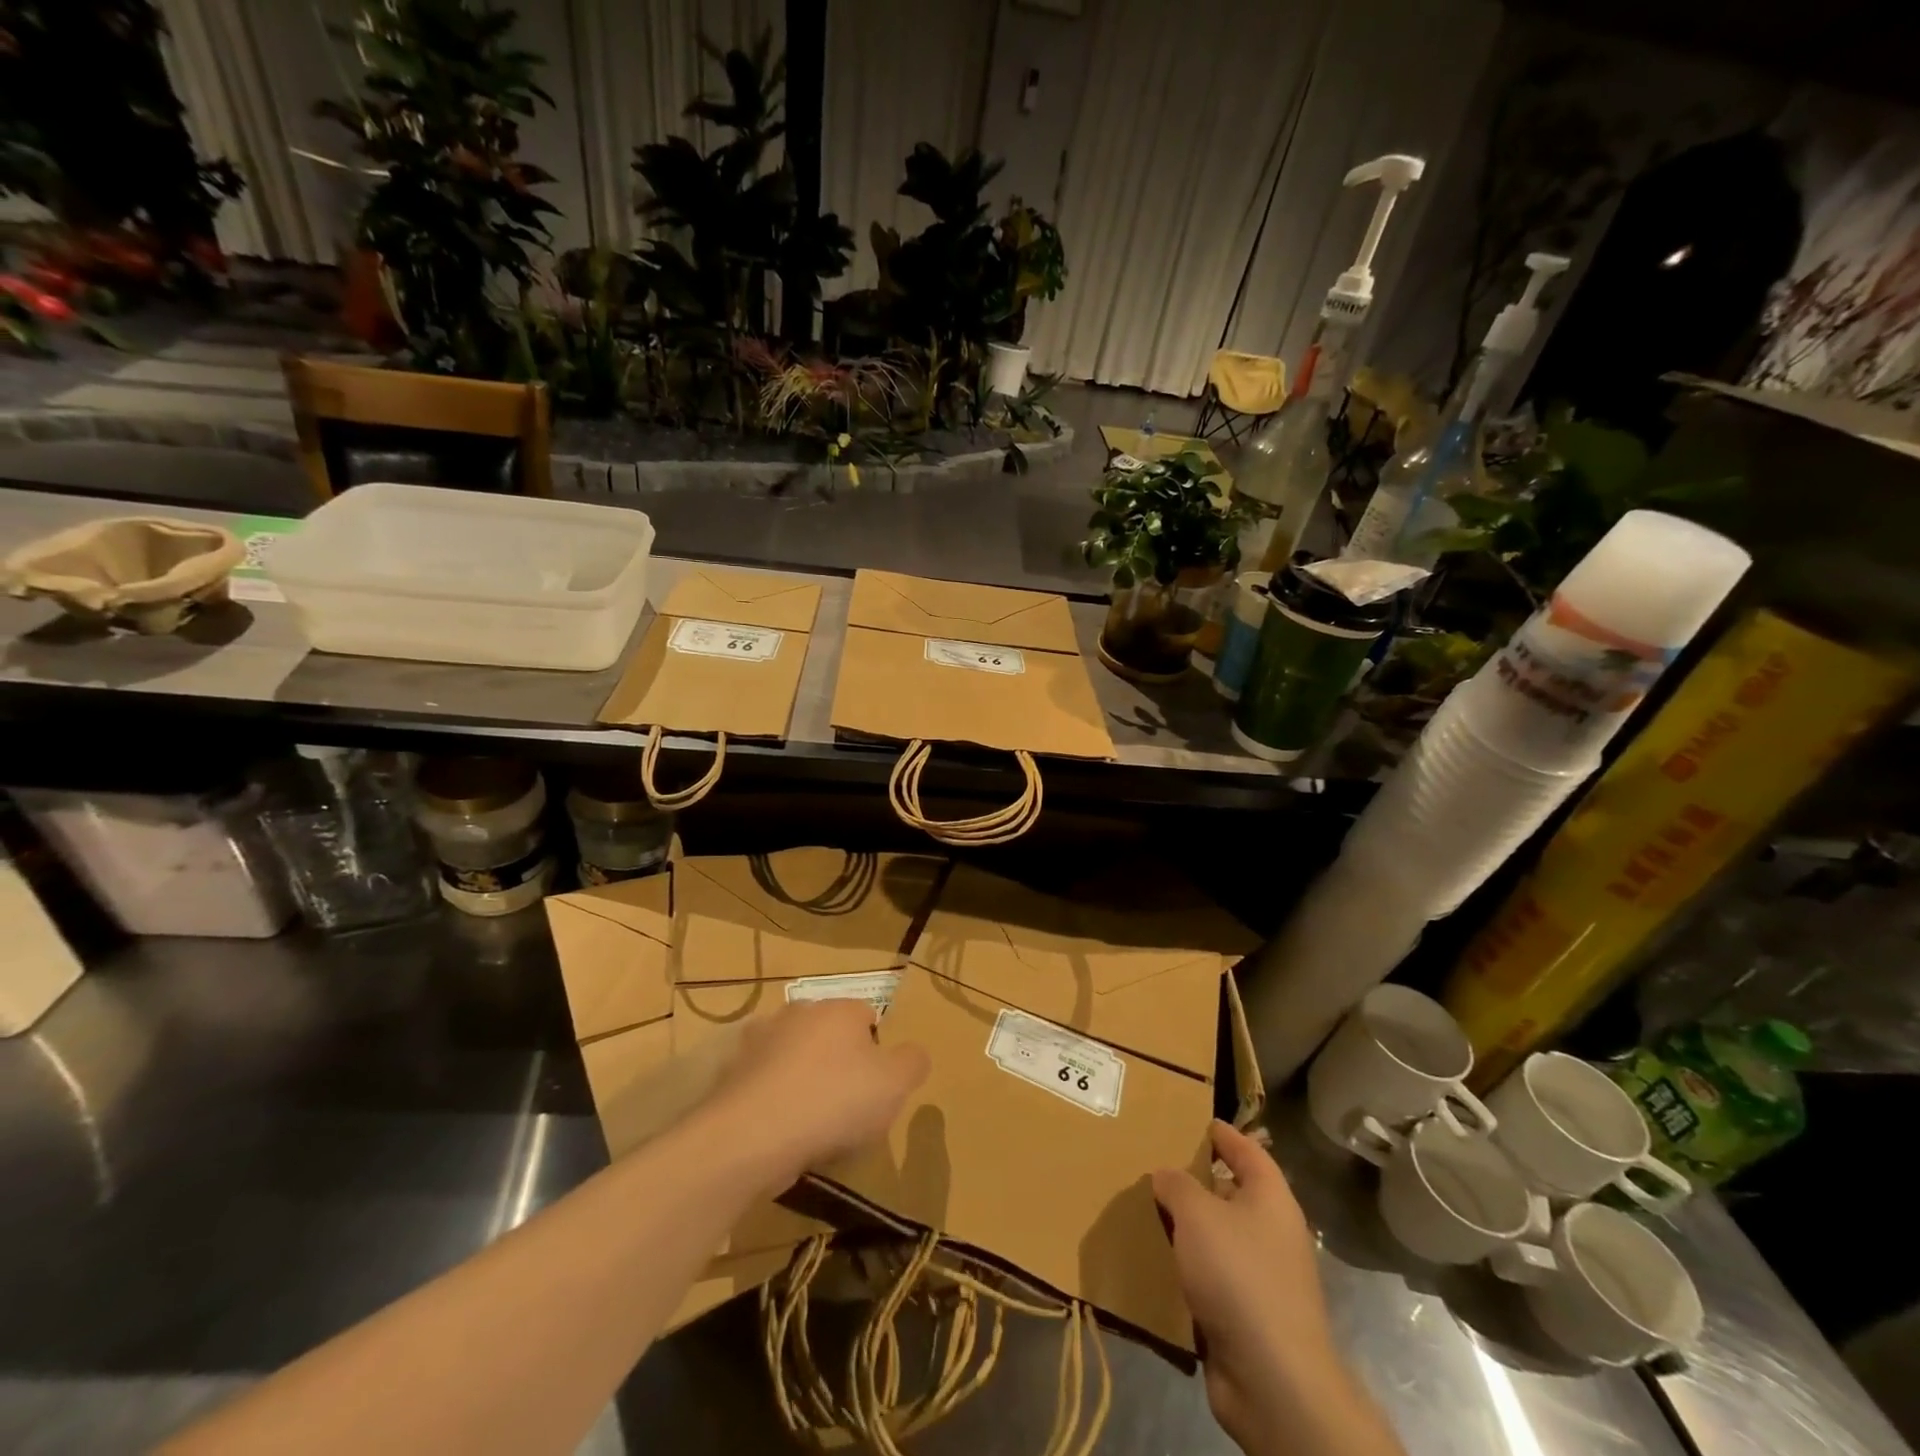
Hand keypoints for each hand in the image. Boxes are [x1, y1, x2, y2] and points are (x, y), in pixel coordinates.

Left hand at [703, 999, 929, 1191]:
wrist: (751, 1136)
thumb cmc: (834, 1101)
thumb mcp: (894, 1084)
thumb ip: (912, 1062)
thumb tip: (913, 1054)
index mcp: (839, 1009)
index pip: (867, 1016)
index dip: (876, 1051)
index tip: (876, 1088)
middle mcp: (798, 1013)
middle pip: (828, 1035)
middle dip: (838, 1063)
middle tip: (847, 1108)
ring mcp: (760, 1042)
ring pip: (794, 1058)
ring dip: (803, 1081)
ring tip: (812, 1126)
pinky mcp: (732, 1074)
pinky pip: (765, 1086)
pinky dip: (774, 1103)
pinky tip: (782, 1133)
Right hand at [1153, 1122, 1339, 1455]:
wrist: (1272, 1379)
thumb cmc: (1239, 1275)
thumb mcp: (1198, 1214)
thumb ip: (1177, 1184)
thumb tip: (1166, 1175)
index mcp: (1271, 1199)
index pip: (1248, 1151)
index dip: (1224, 1134)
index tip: (1197, 1122)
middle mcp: (1271, 1233)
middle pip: (1231, 1194)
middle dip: (1195, 1181)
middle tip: (1154, 1165)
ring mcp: (1262, 1277)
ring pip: (1217, 1238)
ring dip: (1186, 1229)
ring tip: (1145, 1211)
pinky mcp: (1246, 1316)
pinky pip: (1210, 1278)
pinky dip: (1186, 1269)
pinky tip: (1155, 1262)